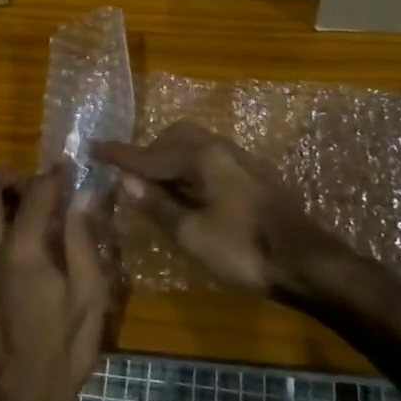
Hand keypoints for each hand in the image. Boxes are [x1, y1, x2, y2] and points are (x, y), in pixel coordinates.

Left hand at [0, 164, 112, 400]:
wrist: (15, 400)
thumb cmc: (62, 352)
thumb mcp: (89, 298)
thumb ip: (83, 240)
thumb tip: (85, 196)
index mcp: (22, 253)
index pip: (36, 191)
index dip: (56, 175)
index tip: (71, 172)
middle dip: (9, 175)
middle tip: (38, 193)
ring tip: (23, 210)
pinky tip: (10, 235)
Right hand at [94, 122, 327, 298]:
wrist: (306, 262)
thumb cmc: (243, 250)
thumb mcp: (192, 234)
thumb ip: (158, 205)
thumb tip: (126, 181)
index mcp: (203, 157)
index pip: (151, 154)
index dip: (120, 155)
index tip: (93, 147)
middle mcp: (222, 148)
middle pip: (176, 138)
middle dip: (150, 153)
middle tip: (131, 178)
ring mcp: (242, 160)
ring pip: (197, 146)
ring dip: (171, 160)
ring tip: (157, 188)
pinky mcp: (255, 176)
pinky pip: (212, 159)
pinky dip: (191, 168)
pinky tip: (190, 193)